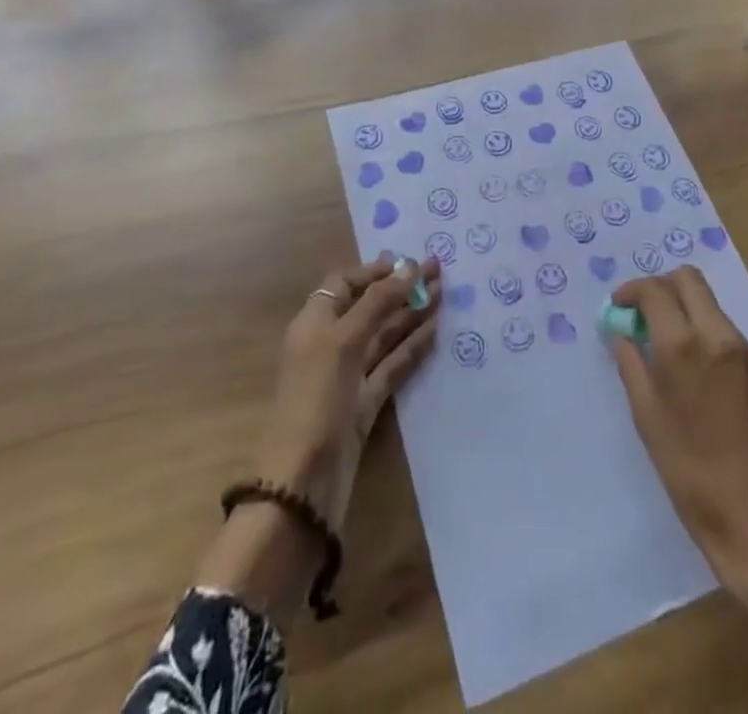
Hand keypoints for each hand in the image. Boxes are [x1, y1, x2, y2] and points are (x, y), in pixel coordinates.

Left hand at [256, 255, 441, 526]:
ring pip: (384, 335)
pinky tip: (434, 330)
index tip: (409, 264)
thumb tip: (409, 266)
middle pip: (369, 306)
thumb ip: (377, 302)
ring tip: (444, 293)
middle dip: (401, 287)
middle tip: (439, 269)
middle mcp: (330, 344)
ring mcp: (348, 375)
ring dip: (411, 313)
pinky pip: (392, 366)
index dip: (374, 272)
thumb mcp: (343, 340)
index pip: (344, 283)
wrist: (302, 483)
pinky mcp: (365, 404)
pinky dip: (412, 347)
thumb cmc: (315, 398)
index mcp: (315, 322)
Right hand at [608, 268, 747, 652]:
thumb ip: (632, 365)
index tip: (621, 307)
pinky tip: (706, 381)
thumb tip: (623, 334)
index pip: (655, 289)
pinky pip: (733, 338)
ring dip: (689, 313)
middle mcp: (720, 336)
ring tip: (674, 351)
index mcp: (684, 346)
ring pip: (713, 307)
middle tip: (647, 314)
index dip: (632, 291)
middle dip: (663, 287)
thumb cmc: (692, 476)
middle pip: (690, 280)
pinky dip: (711, 341)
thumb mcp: (648, 420)